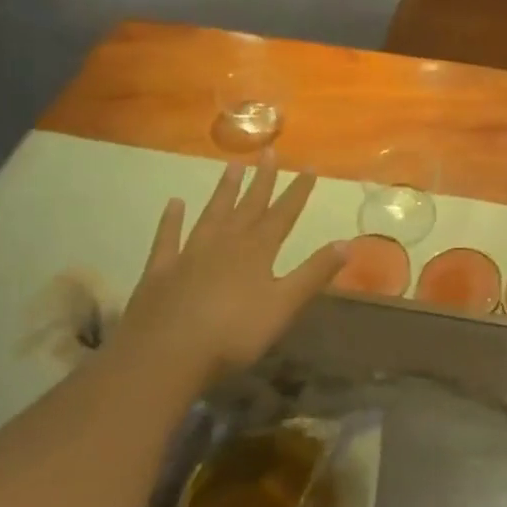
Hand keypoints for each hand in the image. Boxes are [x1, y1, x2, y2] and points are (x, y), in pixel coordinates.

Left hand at [116, 153, 346, 386]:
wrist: (163, 356)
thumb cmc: (232, 334)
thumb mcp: (283, 306)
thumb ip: (314, 273)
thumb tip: (347, 243)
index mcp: (257, 251)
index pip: (283, 213)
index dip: (298, 191)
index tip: (310, 167)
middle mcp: (225, 243)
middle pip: (248, 205)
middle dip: (262, 179)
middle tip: (269, 151)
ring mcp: (190, 254)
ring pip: (212, 213)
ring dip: (224, 189)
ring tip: (233, 164)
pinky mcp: (160, 271)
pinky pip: (167, 238)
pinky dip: (171, 220)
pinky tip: (174, 203)